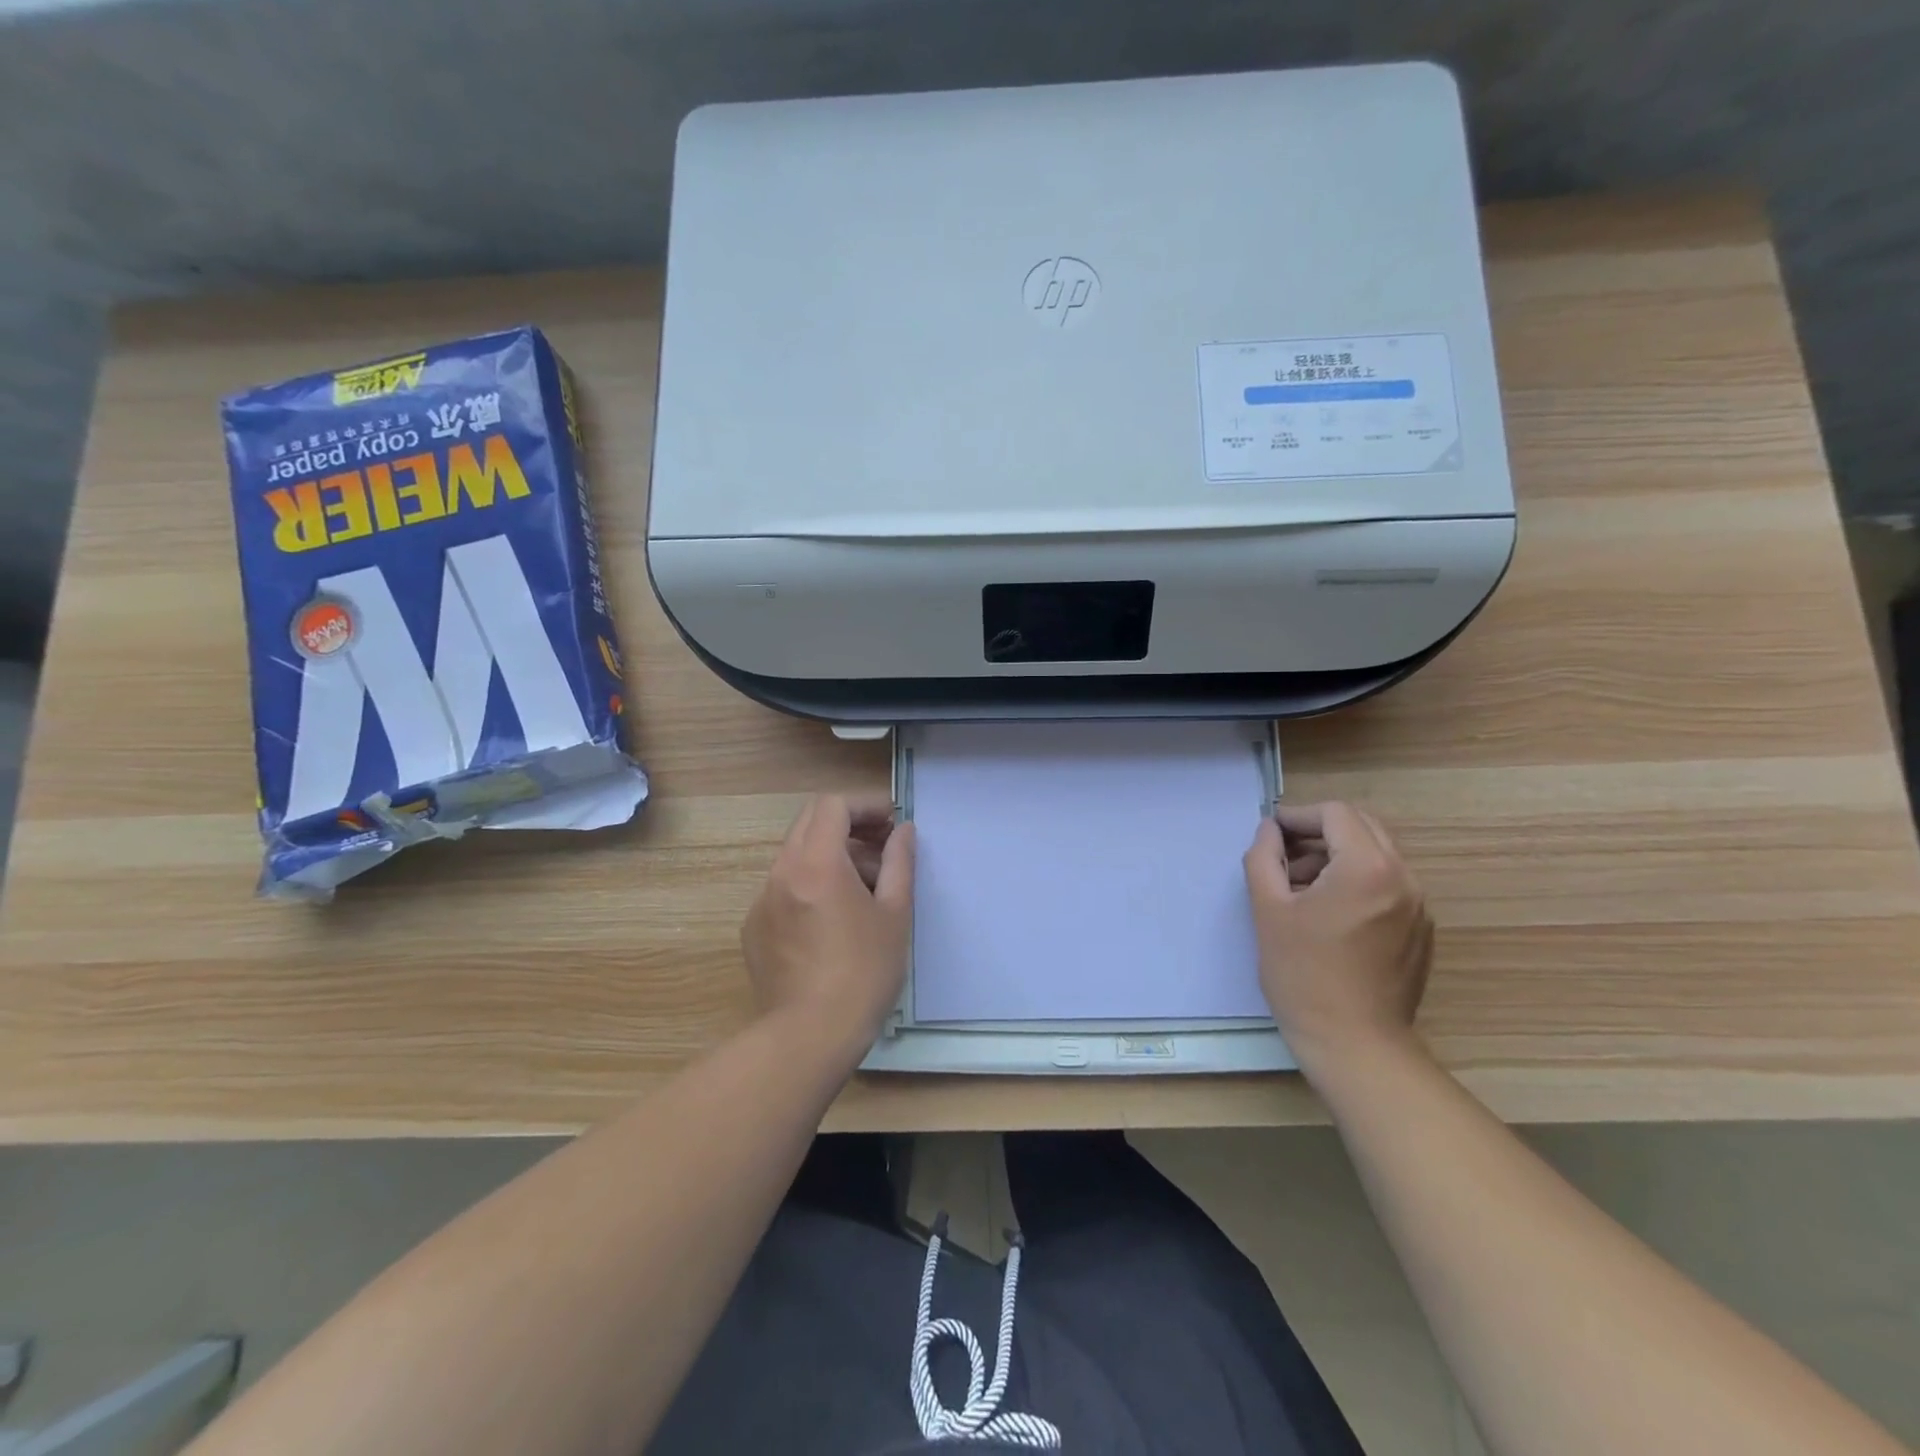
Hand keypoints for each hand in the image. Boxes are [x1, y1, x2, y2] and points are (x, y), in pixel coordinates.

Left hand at [742, 793, 915, 1056]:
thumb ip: (900, 862)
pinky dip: (810, 884)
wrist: (810, 1036)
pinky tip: (832, 921)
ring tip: (864, 890)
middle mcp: (781, 872)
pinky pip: (784, 887)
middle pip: (810, 822)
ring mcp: (762, 900)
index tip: (890, 825)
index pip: (833, 805)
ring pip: (796, 855)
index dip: (865, 806)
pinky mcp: (753, 928)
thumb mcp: (895, 914)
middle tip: (880, 849)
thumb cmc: (864, 972)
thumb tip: (904, 830)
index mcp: (817, 863)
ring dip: (830, 855)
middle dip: (848, 826)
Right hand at [1243, 801, 1432, 1073]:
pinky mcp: (1421, 931)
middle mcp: (1403, 878)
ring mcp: (1418, 906)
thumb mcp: (1268, 910)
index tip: (1271, 834)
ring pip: (1376, 856)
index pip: (1335, 813)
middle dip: (1319, 833)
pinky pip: (1387, 885)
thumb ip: (1264, 858)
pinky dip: (1356, 882)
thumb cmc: (1303, 974)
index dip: (1298, 816)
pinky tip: (1328, 915)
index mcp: (1367, 867)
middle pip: (1361, 828)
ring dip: (1336, 857)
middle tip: (1282, 857)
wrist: (1355, 1044)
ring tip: (1299, 889)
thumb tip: (1269, 832)